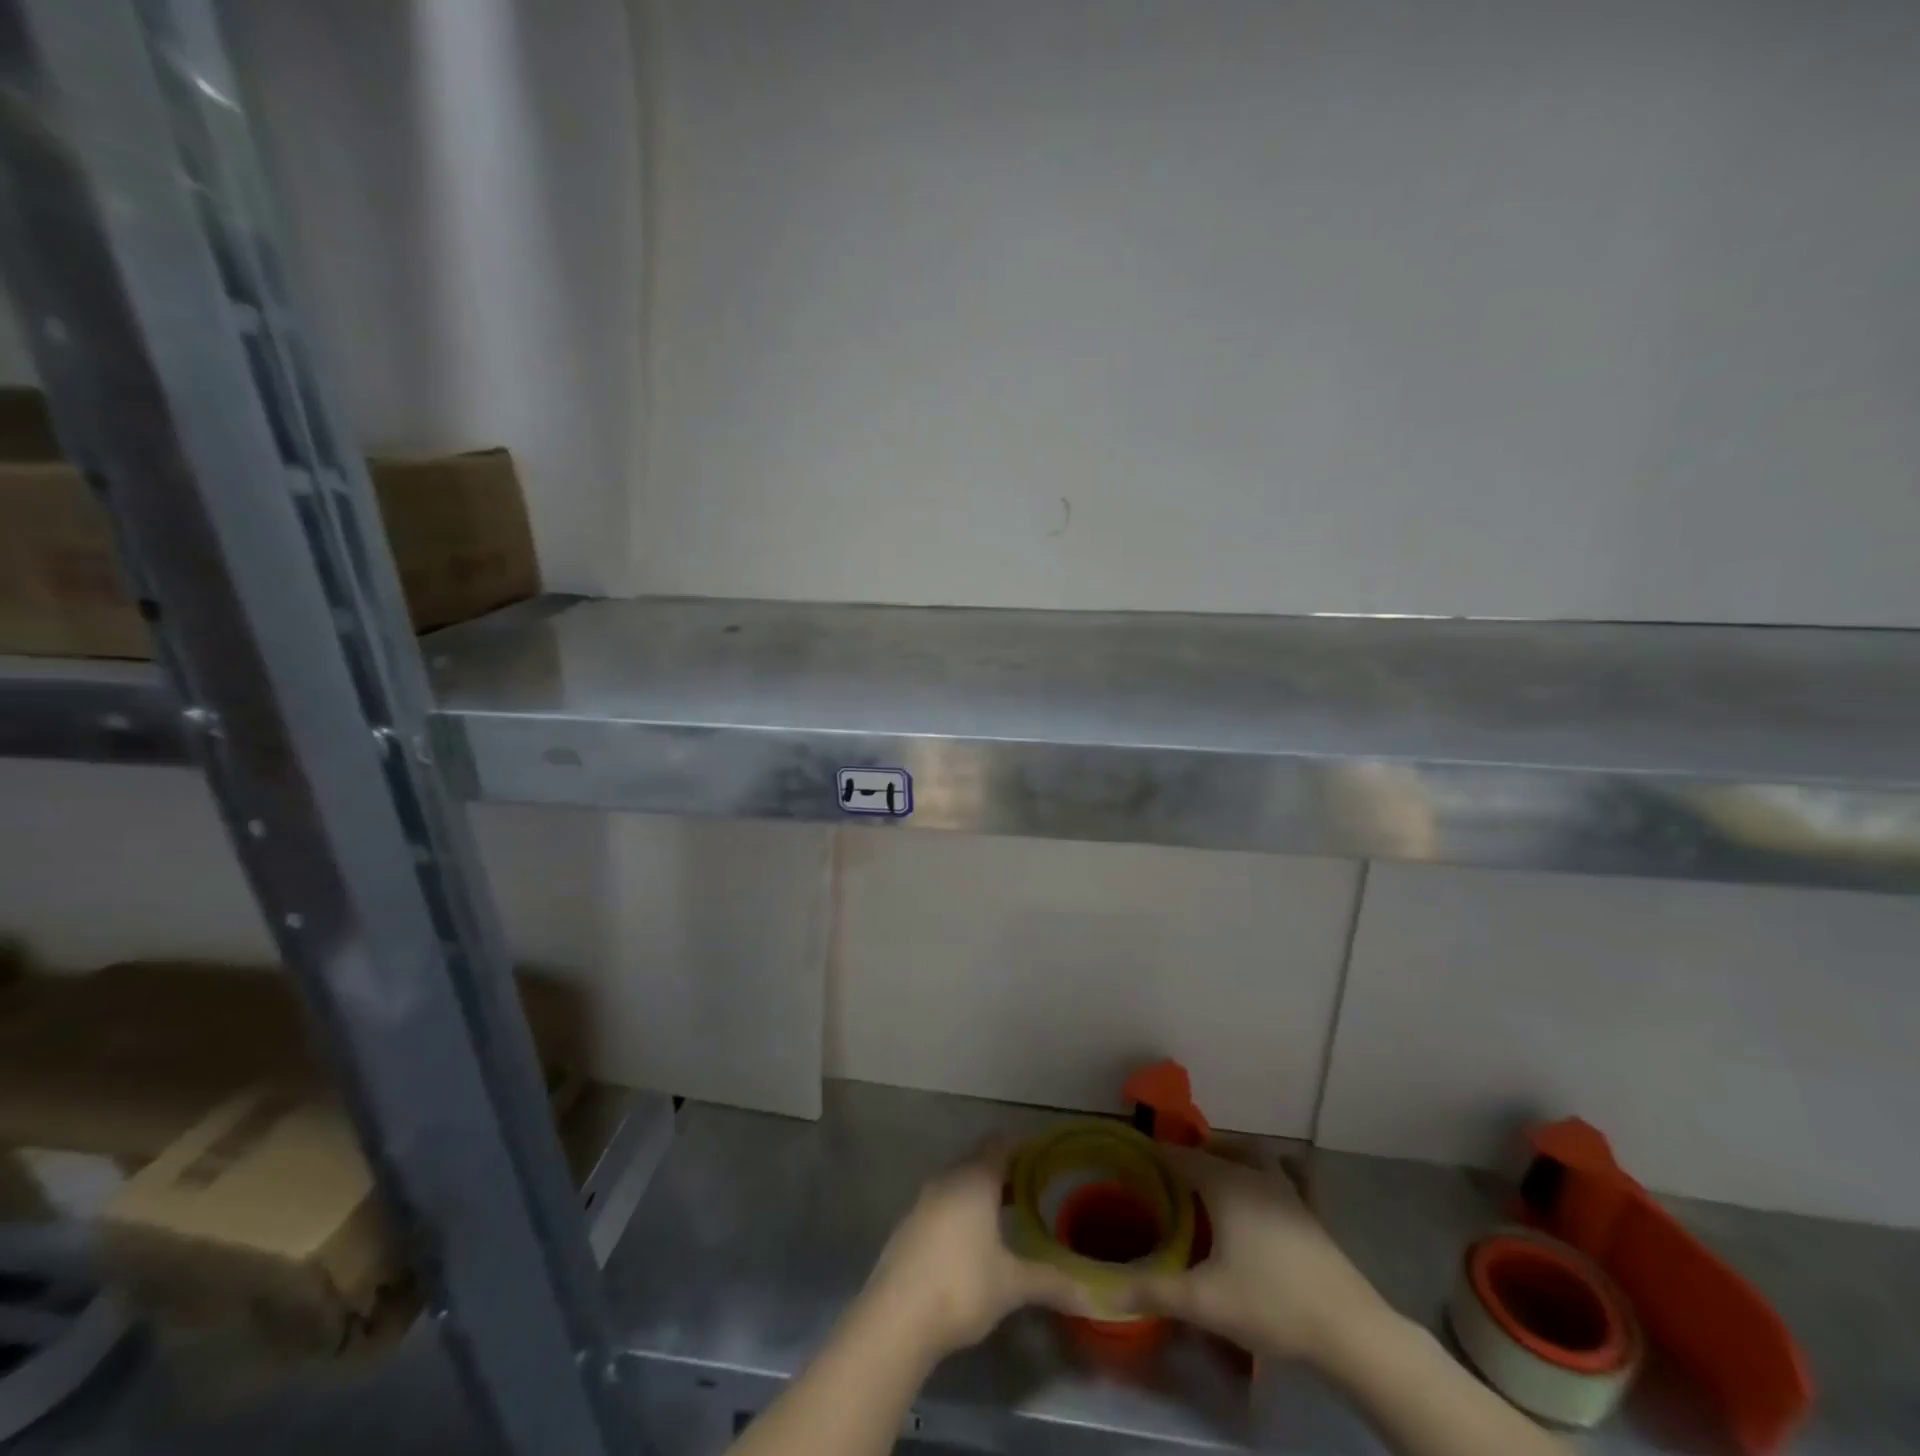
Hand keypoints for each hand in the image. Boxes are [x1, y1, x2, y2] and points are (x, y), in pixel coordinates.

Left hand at [861, 1143, 1085, 1359]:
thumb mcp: (1012, 1285)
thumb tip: (1093, 1296)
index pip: (1000, 1145)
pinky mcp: (909, 1226)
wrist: (896, 1317)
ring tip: (1006, 1213)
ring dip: (981, 1191)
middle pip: (978, 1161)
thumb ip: (1052, 1283)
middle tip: (1032, 1185)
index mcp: (975, 1180)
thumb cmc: (961, 1286)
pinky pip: (942, 1203)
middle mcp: (947, 1179)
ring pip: (958, 1182)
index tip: (1042, 1153)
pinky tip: (971, 1240)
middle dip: (1004, 1170)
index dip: (1021, 1145)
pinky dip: (961, 1209)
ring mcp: (923, 1201)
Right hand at [1123, 1144, 1394, 1368]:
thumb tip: (1106, 1289)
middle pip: (1218, 1149)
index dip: (1156, 1156)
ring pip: (1252, 1158)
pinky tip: (1262, 1200)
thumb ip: (1154, 1291)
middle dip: (1193, 1156)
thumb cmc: (1271, 1302)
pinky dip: (1263, 1177)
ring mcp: (1287, 1191)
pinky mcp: (1309, 1213)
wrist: (1350, 1329)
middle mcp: (1254, 1175)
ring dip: (1230, 1161)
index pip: (1180, 1156)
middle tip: (1171, 1178)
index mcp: (1225, 1183)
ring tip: (1212, 1185)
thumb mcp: (1205, 1301)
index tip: (1135, 1164)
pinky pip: (1279, 1177)